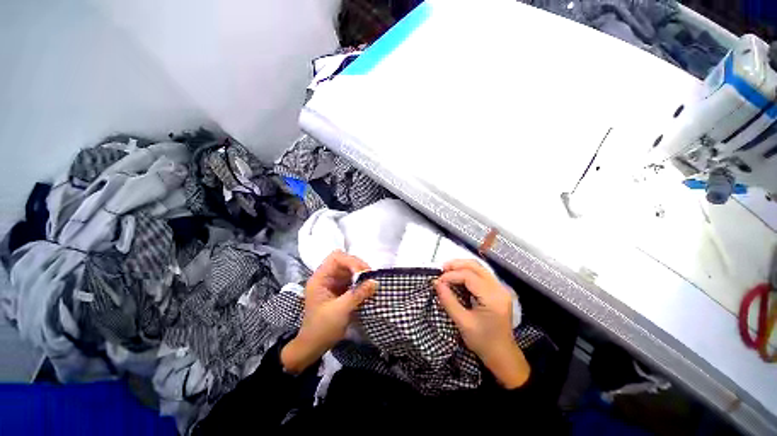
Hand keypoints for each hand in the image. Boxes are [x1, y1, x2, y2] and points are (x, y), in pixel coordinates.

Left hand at [281, 251, 376, 373]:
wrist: (313, 346)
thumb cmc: (322, 328)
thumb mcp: (340, 311)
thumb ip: (357, 294)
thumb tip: (375, 282)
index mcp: (320, 278)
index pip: (336, 258)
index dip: (351, 261)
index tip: (363, 273)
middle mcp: (326, 277)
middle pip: (344, 261)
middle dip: (358, 266)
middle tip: (370, 277)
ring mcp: (333, 282)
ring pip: (349, 269)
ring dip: (360, 273)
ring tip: (370, 282)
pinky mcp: (339, 289)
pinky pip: (351, 279)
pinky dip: (360, 281)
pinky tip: (367, 287)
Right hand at [434, 259, 529, 388]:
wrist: (503, 355)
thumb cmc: (483, 342)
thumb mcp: (462, 322)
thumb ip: (448, 301)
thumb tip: (436, 283)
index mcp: (493, 298)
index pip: (469, 276)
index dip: (451, 275)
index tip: (438, 281)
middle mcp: (499, 288)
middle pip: (476, 266)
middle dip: (456, 265)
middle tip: (441, 270)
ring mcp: (500, 288)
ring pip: (478, 268)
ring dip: (461, 266)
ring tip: (447, 271)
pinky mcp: (497, 290)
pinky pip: (481, 274)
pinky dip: (467, 272)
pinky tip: (457, 276)